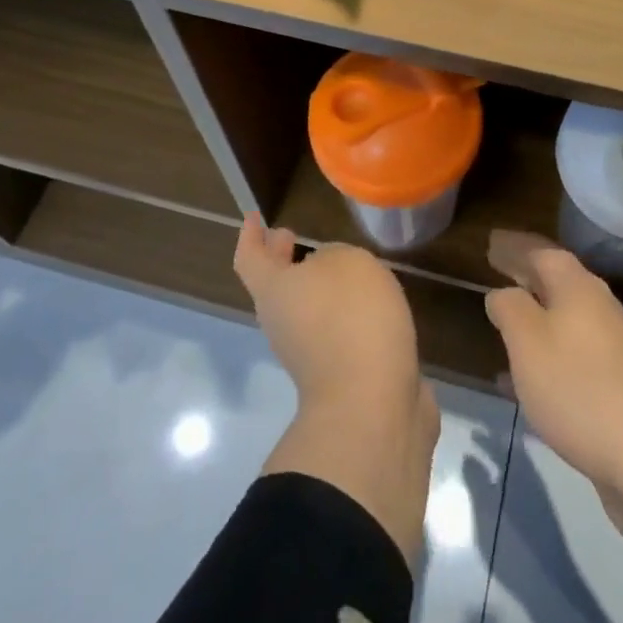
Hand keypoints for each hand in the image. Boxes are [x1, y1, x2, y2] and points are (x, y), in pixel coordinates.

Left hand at [236, 216, 439, 561]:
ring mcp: (309, 355)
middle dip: (283, 261)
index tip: (254, 217)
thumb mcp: (346, 262)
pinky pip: (335, 332)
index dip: (250, 236)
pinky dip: (344, 314)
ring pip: (306, 310)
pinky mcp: (341, 375)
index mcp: (274, 292)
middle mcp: (283, 324)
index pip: (251, 258)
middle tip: (294, 237)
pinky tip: (370, 303)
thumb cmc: (351, 318)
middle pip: (275, 287)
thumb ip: (333, 257)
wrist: (372, 405)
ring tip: (344, 266)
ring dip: (318, 288)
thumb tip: (329, 275)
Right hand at [485, 231, 622, 571]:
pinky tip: (522, 380)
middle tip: (495, 270)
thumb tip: (502, 292)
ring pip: (563, 318)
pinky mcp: (616, 384)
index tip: (489, 243)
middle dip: (525, 275)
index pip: (541, 251)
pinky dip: (545, 354)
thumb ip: (510, 308)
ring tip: (504, 320)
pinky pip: (570, 354)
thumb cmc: (579, 387)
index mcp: (576, 287)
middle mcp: (598, 306)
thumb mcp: (528, 342)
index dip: (514, 246)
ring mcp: (611, 346)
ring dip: (534, 315)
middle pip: (556, 280)